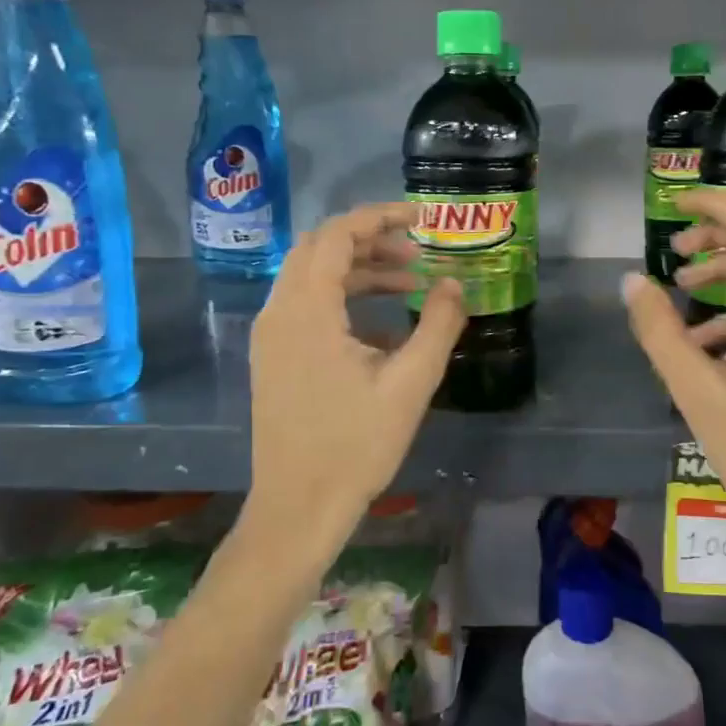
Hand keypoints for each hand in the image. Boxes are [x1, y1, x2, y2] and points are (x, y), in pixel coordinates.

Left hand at [246, 202, 464, 559]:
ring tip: (410, 282)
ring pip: (312, 277)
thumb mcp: (411, 383)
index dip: (380, 217)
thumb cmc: (356, 446)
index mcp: (307, 311)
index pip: (337, 235)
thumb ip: (438, 324)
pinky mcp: (274, 357)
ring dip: (359, 269)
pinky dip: (344, 298)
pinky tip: (385, 327)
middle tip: (417, 248)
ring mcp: (271, 336)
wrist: (298, 508)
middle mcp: (279, 313)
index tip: (422, 218)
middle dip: (370, 240)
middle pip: (319, 248)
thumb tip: (454, 283)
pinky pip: (307, 306)